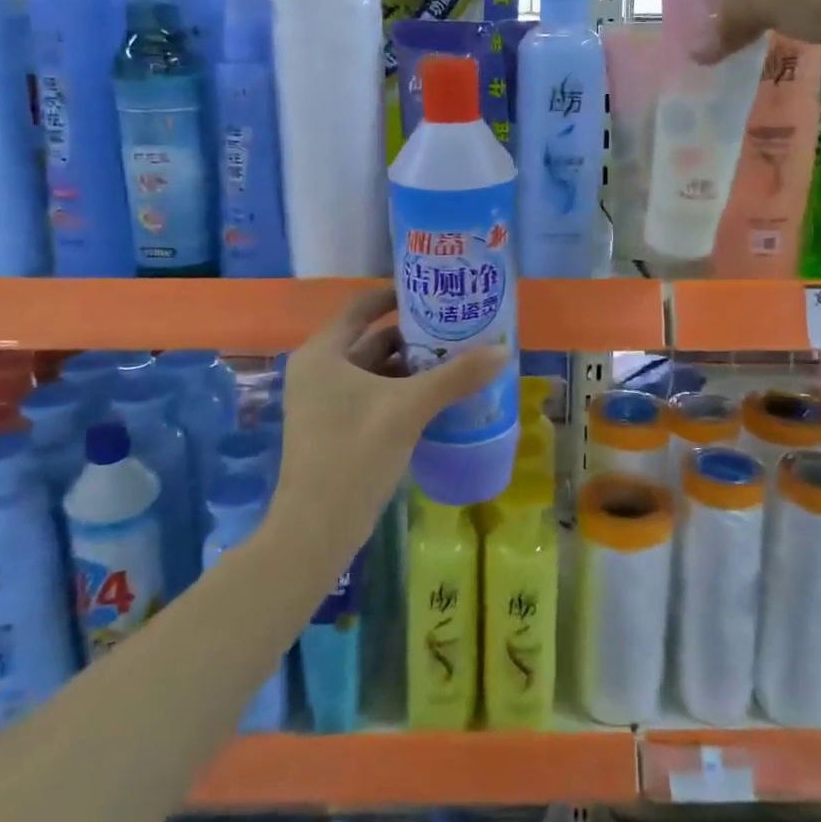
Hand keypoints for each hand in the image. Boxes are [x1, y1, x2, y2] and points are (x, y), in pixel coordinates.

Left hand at [270, 286, 506, 562]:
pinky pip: (373, 394)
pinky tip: (437, 395)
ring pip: (374, 370)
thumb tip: (503, 350)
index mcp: (323, 353)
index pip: (362, 306)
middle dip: (413, 334)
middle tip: (456, 328)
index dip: (396, 294)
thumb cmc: (355, 454)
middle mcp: (319, 370)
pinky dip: (401, 390)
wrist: (317, 528)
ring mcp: (325, 401)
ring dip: (411, 365)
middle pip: (371, 338)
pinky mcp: (336, 427)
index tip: (434, 292)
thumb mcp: (409, 409)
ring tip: (455, 358)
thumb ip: (456, 376)